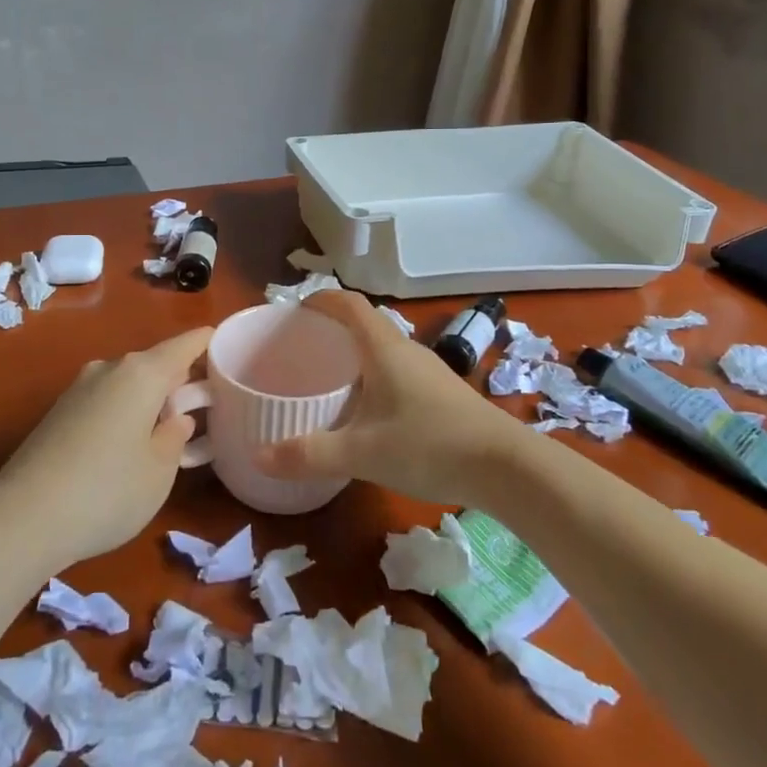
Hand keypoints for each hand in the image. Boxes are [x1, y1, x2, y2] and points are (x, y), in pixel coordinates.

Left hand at [0, 326, 212, 565]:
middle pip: (153, 364)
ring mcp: (77, 389)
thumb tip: (175, 418)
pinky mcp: (56, 413)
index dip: (206, 342)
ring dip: (148, 398)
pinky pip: (103, 401)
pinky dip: (122, 412)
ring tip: (165, 428)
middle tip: (202, 403)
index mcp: (141, 374)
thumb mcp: (160, 471)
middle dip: (178, 379)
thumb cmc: (107, 491)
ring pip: (126, 383)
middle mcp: (108, 369)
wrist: (22, 519)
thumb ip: (175, 437)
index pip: (183, 345)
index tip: (225, 343)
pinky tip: (125, 445)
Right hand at [253, 291, 527, 505]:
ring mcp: (430, 372)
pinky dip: (377, 375)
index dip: (323, 299)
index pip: (350, 304)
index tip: (297, 308)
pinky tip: (370, 409)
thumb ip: (309, 454)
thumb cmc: (430, 446)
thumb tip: (259, 456)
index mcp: (385, 349)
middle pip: (367, 324)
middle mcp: (407, 351)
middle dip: (334, 328)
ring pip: (386, 349)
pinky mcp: (444, 394)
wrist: (507, 467)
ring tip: (331, 376)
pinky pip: (400, 370)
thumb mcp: (362, 453)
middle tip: (305, 347)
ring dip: (357, 353)